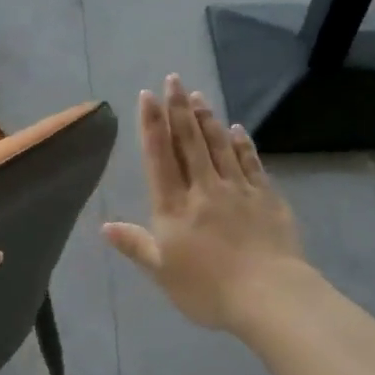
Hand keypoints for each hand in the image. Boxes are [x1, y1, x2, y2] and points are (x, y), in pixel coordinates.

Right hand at [102, 75, 307, 332]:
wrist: (269, 295)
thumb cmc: (208, 290)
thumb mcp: (163, 273)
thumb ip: (136, 246)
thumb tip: (105, 226)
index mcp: (174, 208)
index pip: (160, 158)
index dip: (152, 125)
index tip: (148, 97)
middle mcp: (204, 189)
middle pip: (190, 142)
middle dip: (179, 109)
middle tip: (174, 80)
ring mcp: (238, 190)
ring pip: (219, 145)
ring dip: (207, 119)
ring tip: (197, 96)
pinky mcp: (266, 196)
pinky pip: (250, 162)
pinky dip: (242, 143)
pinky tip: (237, 129)